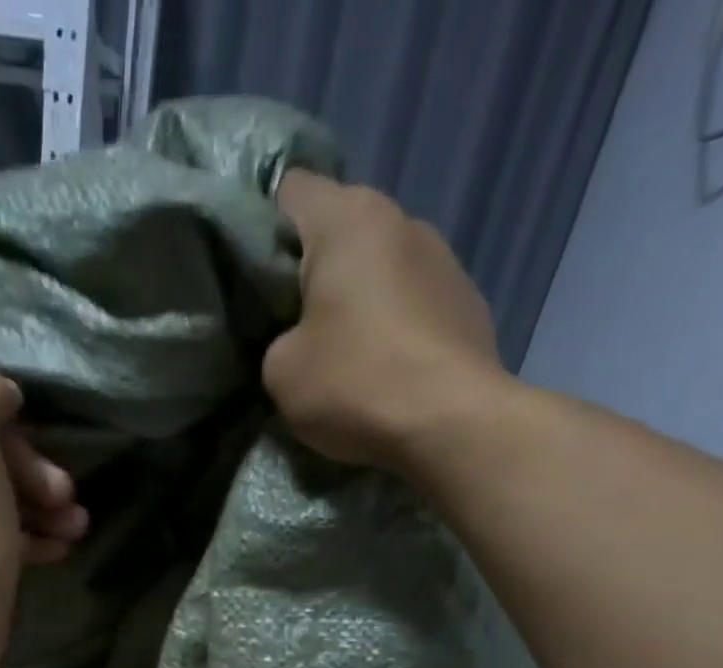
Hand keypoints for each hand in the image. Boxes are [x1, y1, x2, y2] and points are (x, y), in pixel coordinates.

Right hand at [264, 171, 512, 473]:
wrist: (451, 422)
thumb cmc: (356, 383)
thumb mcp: (281, 372)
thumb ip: (276, 339)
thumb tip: (298, 338)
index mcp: (347, 218)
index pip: (290, 189)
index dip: (264, 227)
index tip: (254, 277)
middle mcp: (401, 219)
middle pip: (340, 230)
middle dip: (313, 270)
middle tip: (290, 324)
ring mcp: (443, 257)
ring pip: (380, 266)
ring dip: (359, 298)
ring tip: (345, 352)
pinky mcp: (468, 300)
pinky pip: (413, 301)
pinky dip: (394, 325)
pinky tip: (387, 368)